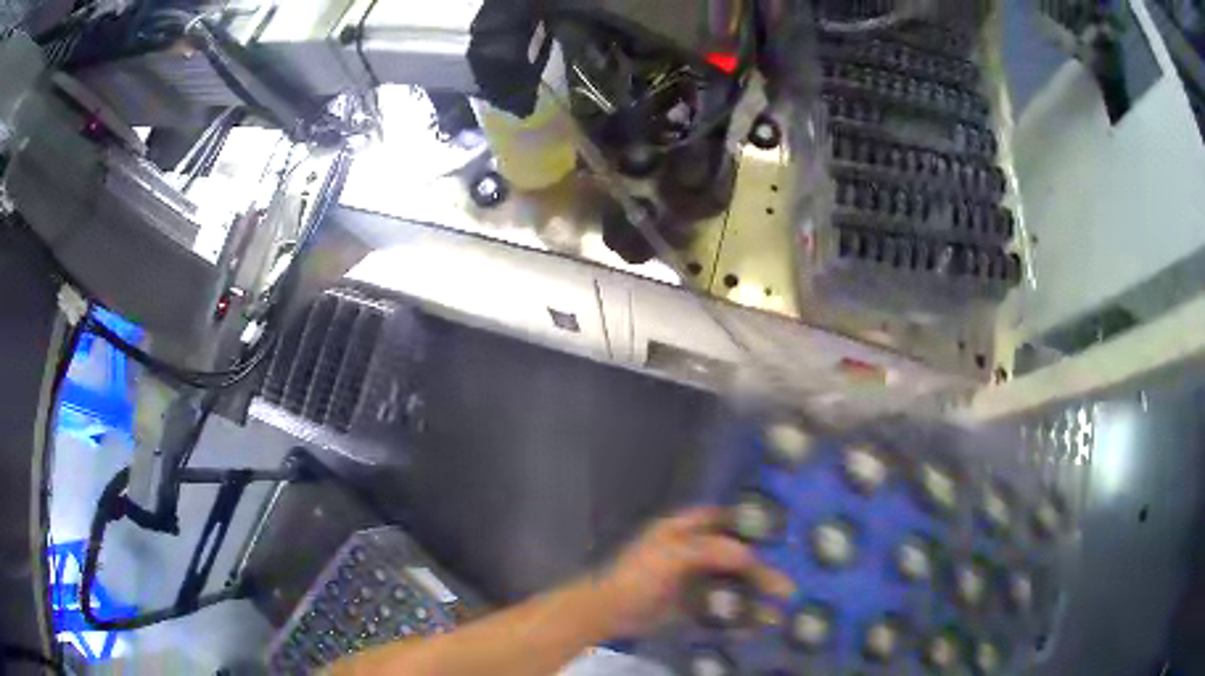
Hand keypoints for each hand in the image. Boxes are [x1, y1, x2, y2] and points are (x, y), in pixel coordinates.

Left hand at [592, 506, 794, 636]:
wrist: (609, 613)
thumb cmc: (638, 576)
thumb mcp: (673, 555)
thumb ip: (712, 551)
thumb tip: (752, 556)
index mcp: (686, 530)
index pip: (726, 520)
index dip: (752, 526)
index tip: (781, 538)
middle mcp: (694, 551)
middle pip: (736, 557)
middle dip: (761, 572)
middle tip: (786, 589)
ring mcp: (693, 579)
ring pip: (732, 584)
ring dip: (754, 597)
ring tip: (776, 613)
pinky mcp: (690, 604)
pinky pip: (720, 607)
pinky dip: (737, 616)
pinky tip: (753, 627)